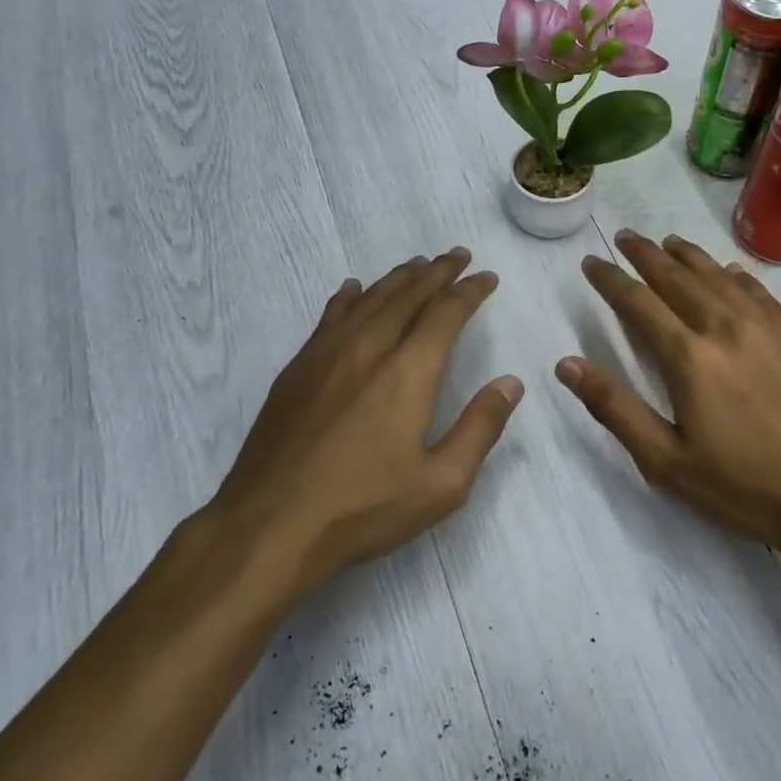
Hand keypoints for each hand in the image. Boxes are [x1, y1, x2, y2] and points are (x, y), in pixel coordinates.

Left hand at [210, 249, 522, 592]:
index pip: (445, 314)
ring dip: (397, 278)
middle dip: (437, 272)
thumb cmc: (363, 508)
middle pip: (407, 295)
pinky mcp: (296, 370)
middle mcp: (368, 348)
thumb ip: (480, 428)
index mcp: (407, 372)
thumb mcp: (441, 483)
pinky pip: (329, 317)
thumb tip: (510, 383)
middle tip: (457, 256)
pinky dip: (349, 297)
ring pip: (368, 299)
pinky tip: (353, 289)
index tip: (486, 277)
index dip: (469, 291)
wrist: (270, 525)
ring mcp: (325, 355)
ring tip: (417, 265)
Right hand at [556, 229, 780, 563]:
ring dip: (688, 255)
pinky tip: (728, 271)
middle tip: (624, 237)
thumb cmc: (743, 486)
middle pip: (677, 277)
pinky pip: (758, 291)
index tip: (592, 262)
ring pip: (718, 276)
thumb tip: (566, 365)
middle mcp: (725, 328)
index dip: (611, 280)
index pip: (639, 303)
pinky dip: (735, 274)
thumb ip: (614, 408)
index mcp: (689, 357)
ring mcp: (766, 329)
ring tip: (667, 241)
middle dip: (646, 254)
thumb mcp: (666, 460)